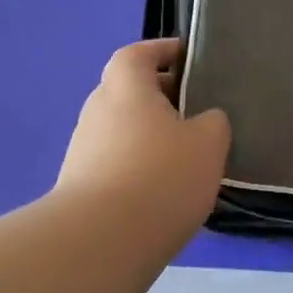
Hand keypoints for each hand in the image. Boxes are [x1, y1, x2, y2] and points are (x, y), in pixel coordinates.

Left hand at [57, 39, 229, 225]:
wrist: (100, 241)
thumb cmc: (160, 175)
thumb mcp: (209, 143)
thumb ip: (213, 122)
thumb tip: (206, 120)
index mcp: (126, 86)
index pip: (138, 53)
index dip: (162, 51)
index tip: (187, 57)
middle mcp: (97, 109)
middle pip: (129, 91)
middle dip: (160, 96)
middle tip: (195, 110)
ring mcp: (83, 149)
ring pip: (122, 129)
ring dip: (149, 135)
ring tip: (184, 155)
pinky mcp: (79, 186)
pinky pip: (115, 162)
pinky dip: (137, 166)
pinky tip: (161, 190)